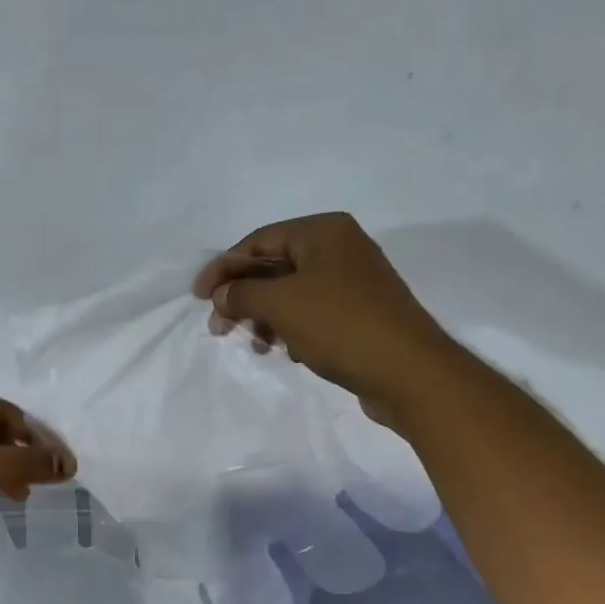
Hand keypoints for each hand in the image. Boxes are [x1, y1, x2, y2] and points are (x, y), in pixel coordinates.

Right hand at [193, 212, 446, 426]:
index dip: (224, 267)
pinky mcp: (359, 315)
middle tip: (219, 328)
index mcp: (323, 232)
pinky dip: (292, 329)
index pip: (259, 240)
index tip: (197, 297)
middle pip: (274, 267)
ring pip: (292, 294)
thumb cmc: (340, 325)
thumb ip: (243, 294)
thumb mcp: (282, 304)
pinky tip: (286, 351)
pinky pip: (312, 314)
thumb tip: (221, 294)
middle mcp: (340, 248)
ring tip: (255, 345)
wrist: (407, 371)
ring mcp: (352, 283)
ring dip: (265, 317)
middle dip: (243, 297)